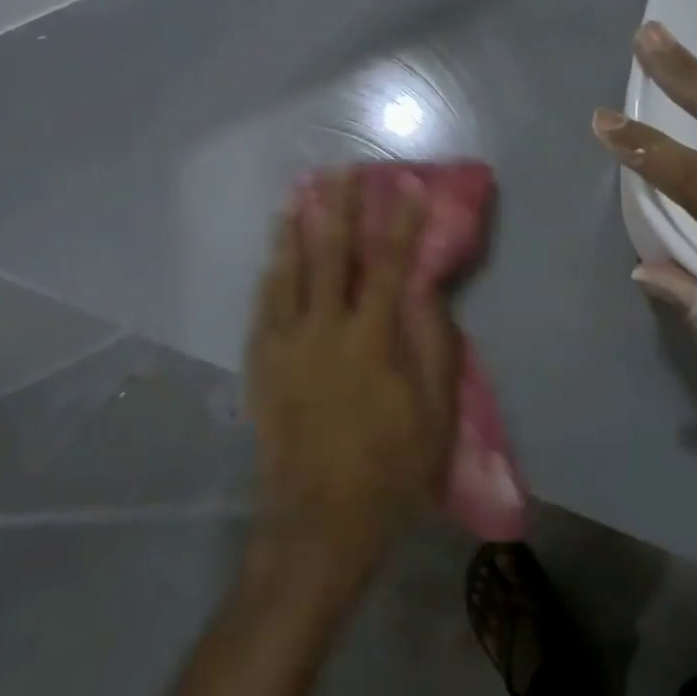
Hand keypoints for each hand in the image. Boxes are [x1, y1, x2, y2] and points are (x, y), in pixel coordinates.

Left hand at [244, 169, 459, 583]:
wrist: (318, 524)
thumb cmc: (389, 470)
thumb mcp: (434, 415)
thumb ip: (433, 348)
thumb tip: (427, 293)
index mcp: (372, 341)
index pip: (391, 267)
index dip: (402, 223)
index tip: (409, 186)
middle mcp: (325, 332)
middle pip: (331, 257)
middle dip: (338, 209)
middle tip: (339, 171)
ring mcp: (286, 348)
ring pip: (288, 275)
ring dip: (295, 232)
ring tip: (298, 197)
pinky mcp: (262, 369)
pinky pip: (262, 310)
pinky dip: (270, 277)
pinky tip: (273, 260)